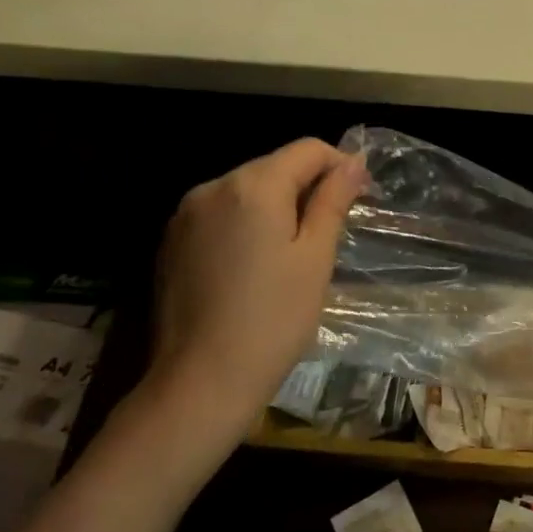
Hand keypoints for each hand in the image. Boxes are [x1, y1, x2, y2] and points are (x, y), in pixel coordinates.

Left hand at [145, 138, 365, 444]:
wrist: (201, 381)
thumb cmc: (274, 319)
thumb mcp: (315, 257)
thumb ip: (332, 201)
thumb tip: (352, 163)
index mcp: (253, 186)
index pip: (307, 150)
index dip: (340, 164)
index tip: (361, 195)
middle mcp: (213, 188)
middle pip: (273, 167)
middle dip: (307, 186)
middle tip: (333, 229)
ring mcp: (185, 215)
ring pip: (245, 191)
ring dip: (276, 206)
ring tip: (295, 251)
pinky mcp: (171, 243)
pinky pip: (220, 215)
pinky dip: (246, 225)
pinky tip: (256, 265)